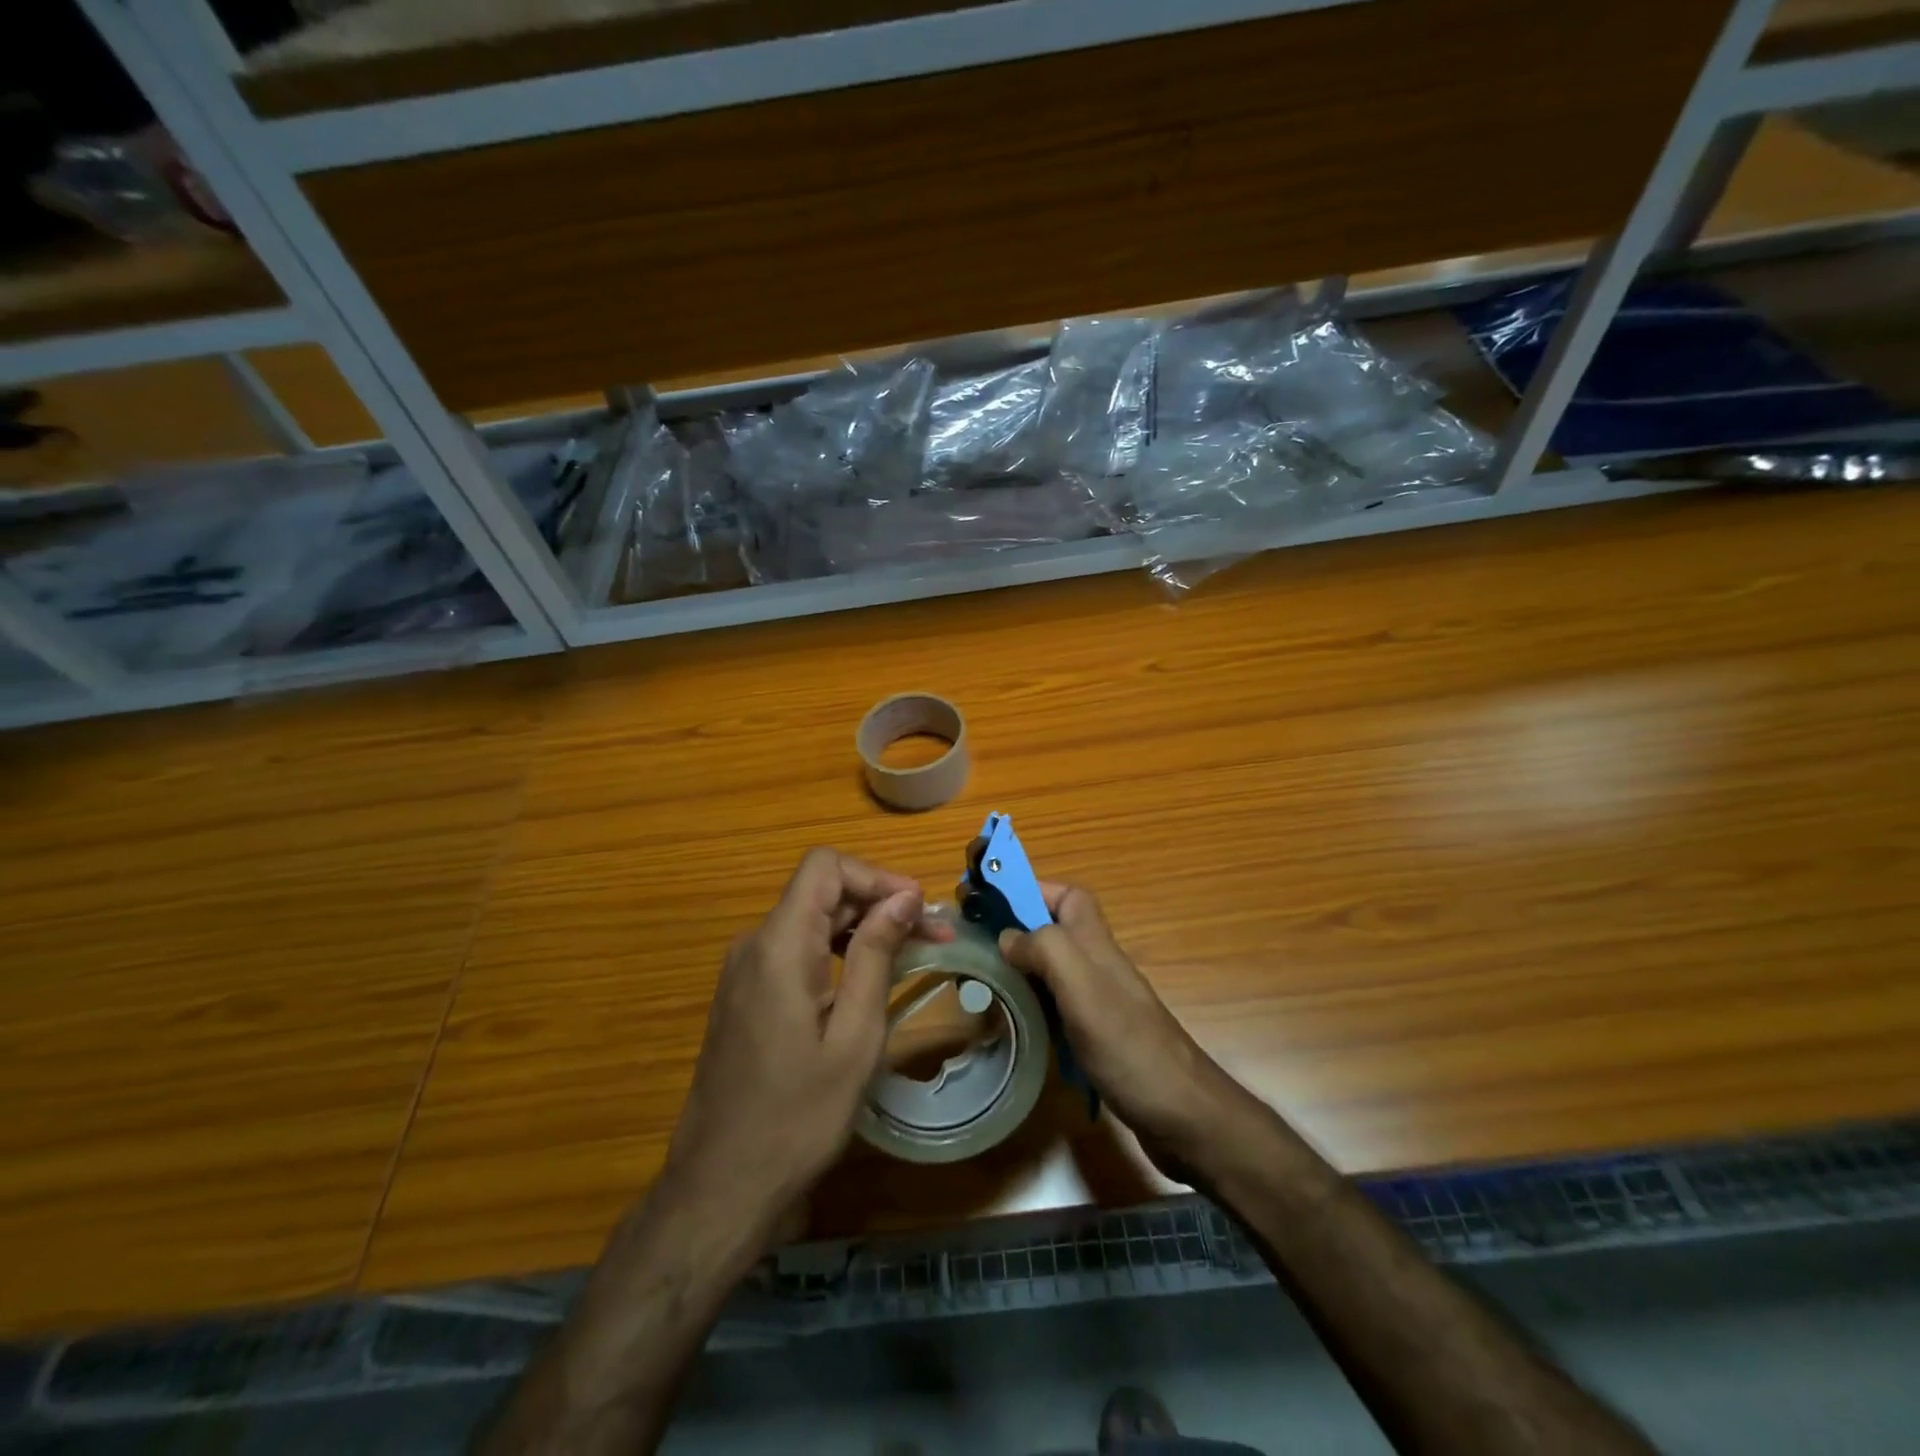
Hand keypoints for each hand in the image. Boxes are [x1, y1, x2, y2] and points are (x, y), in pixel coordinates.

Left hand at [661, 849, 952, 1235]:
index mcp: (780, 945)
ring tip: (911, 955)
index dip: (876, 876)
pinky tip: (867, 980)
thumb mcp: (853, 1037)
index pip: (826, 866)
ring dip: (862, 927)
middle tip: (932, 937)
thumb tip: (905, 897)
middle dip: (879, 902)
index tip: (918, 911)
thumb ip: (876, 956)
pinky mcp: (744, 993)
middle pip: (821, 890)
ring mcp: (744, 969)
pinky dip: (836, 951)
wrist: (720, 1185)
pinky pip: (796, 949)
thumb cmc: (797, 1116)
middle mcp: (754, 944)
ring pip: (810, 919)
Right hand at [998, 883, 1241, 1164]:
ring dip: (1020, 968)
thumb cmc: (1129, 1046)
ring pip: (1051, 969)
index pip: (1068, 895)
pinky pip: (1056, 1006)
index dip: (1032, 889)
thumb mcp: (1082, 988)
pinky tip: (1014, 1022)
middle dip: (1016, 929)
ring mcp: (1098, 1001)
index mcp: (1095, 944)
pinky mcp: (1096, 1036)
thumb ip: (1045, 949)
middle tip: (974, 946)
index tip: (990, 902)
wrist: (1182, 1115)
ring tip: (981, 981)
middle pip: (1054, 930)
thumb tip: (1007, 937)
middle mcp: (1096, 965)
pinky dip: (1033, 1006)